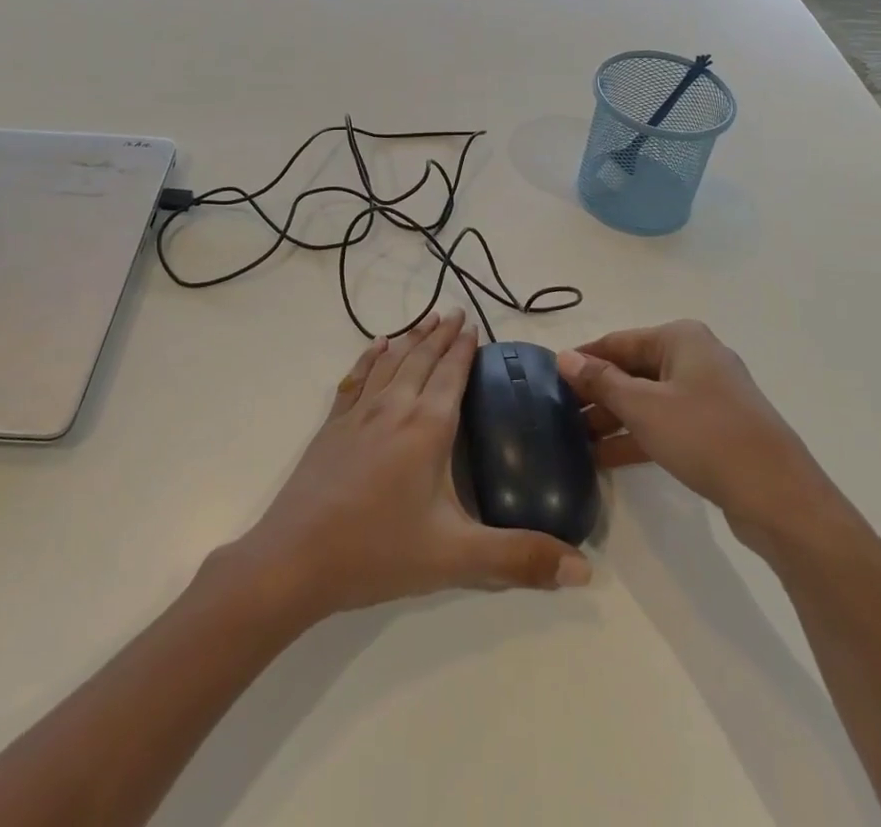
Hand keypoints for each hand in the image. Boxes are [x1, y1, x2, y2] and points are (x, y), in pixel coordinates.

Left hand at [226, 310, 591, 625]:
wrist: (295, 559)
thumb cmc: (379, 551)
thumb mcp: (456, 558)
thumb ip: (519, 559)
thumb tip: (585, 569)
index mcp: (426, 427)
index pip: (451, 375)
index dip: (464, 349)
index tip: (474, 324)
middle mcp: (394, 407)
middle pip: (422, 359)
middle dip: (440, 334)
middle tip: (455, 311)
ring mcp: (358, 413)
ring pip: (391, 362)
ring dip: (411, 338)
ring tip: (425, 319)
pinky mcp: (332, 426)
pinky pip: (357, 378)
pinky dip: (370, 357)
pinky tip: (377, 346)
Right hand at [557, 320, 842, 557]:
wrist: (780, 498)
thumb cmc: (705, 436)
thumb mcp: (643, 407)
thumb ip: (601, 381)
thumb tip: (564, 357)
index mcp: (680, 338)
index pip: (617, 342)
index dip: (583, 360)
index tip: (548, 379)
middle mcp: (695, 358)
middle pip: (633, 370)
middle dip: (597, 393)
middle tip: (559, 416)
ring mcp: (708, 395)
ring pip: (648, 399)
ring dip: (614, 418)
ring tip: (575, 440)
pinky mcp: (716, 429)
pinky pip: (666, 423)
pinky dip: (637, 436)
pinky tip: (605, 458)